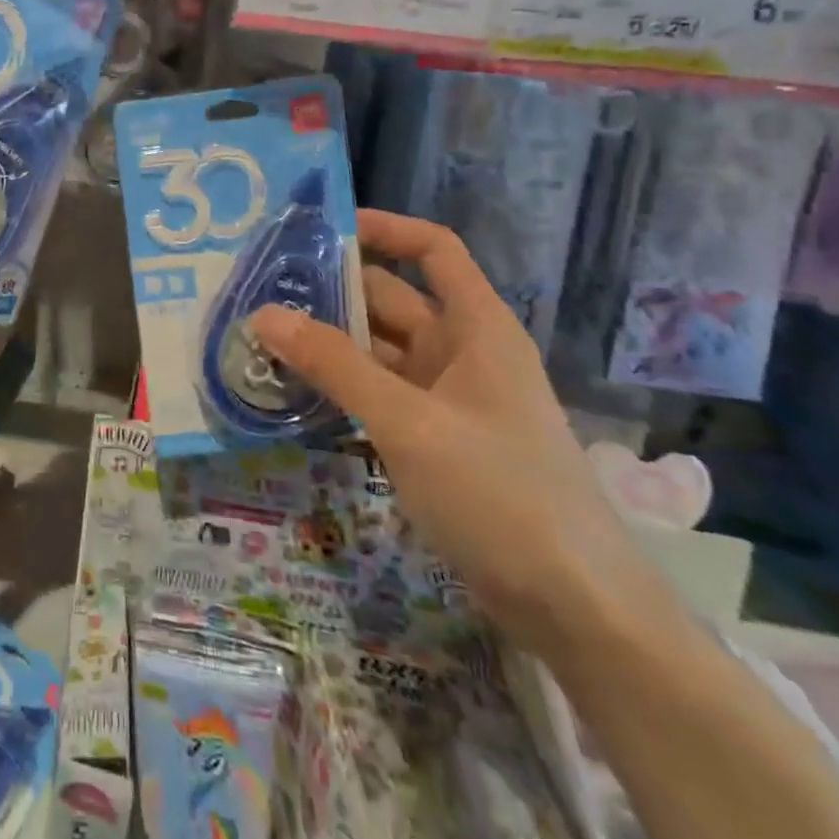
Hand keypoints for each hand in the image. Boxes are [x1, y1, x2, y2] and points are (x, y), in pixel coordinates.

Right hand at [253, 211, 659, 659]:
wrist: (577, 610)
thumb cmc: (500, 494)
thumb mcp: (409, 423)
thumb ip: (335, 366)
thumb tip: (264, 314)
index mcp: (476, 327)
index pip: (432, 250)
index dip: (383, 229)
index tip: (319, 230)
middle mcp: (462, 351)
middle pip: (391, 300)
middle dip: (331, 292)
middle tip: (260, 290)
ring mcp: (447, 398)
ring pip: (378, 351)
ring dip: (327, 343)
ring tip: (261, 338)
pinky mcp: (433, 440)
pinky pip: (377, 394)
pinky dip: (339, 387)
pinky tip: (292, 391)